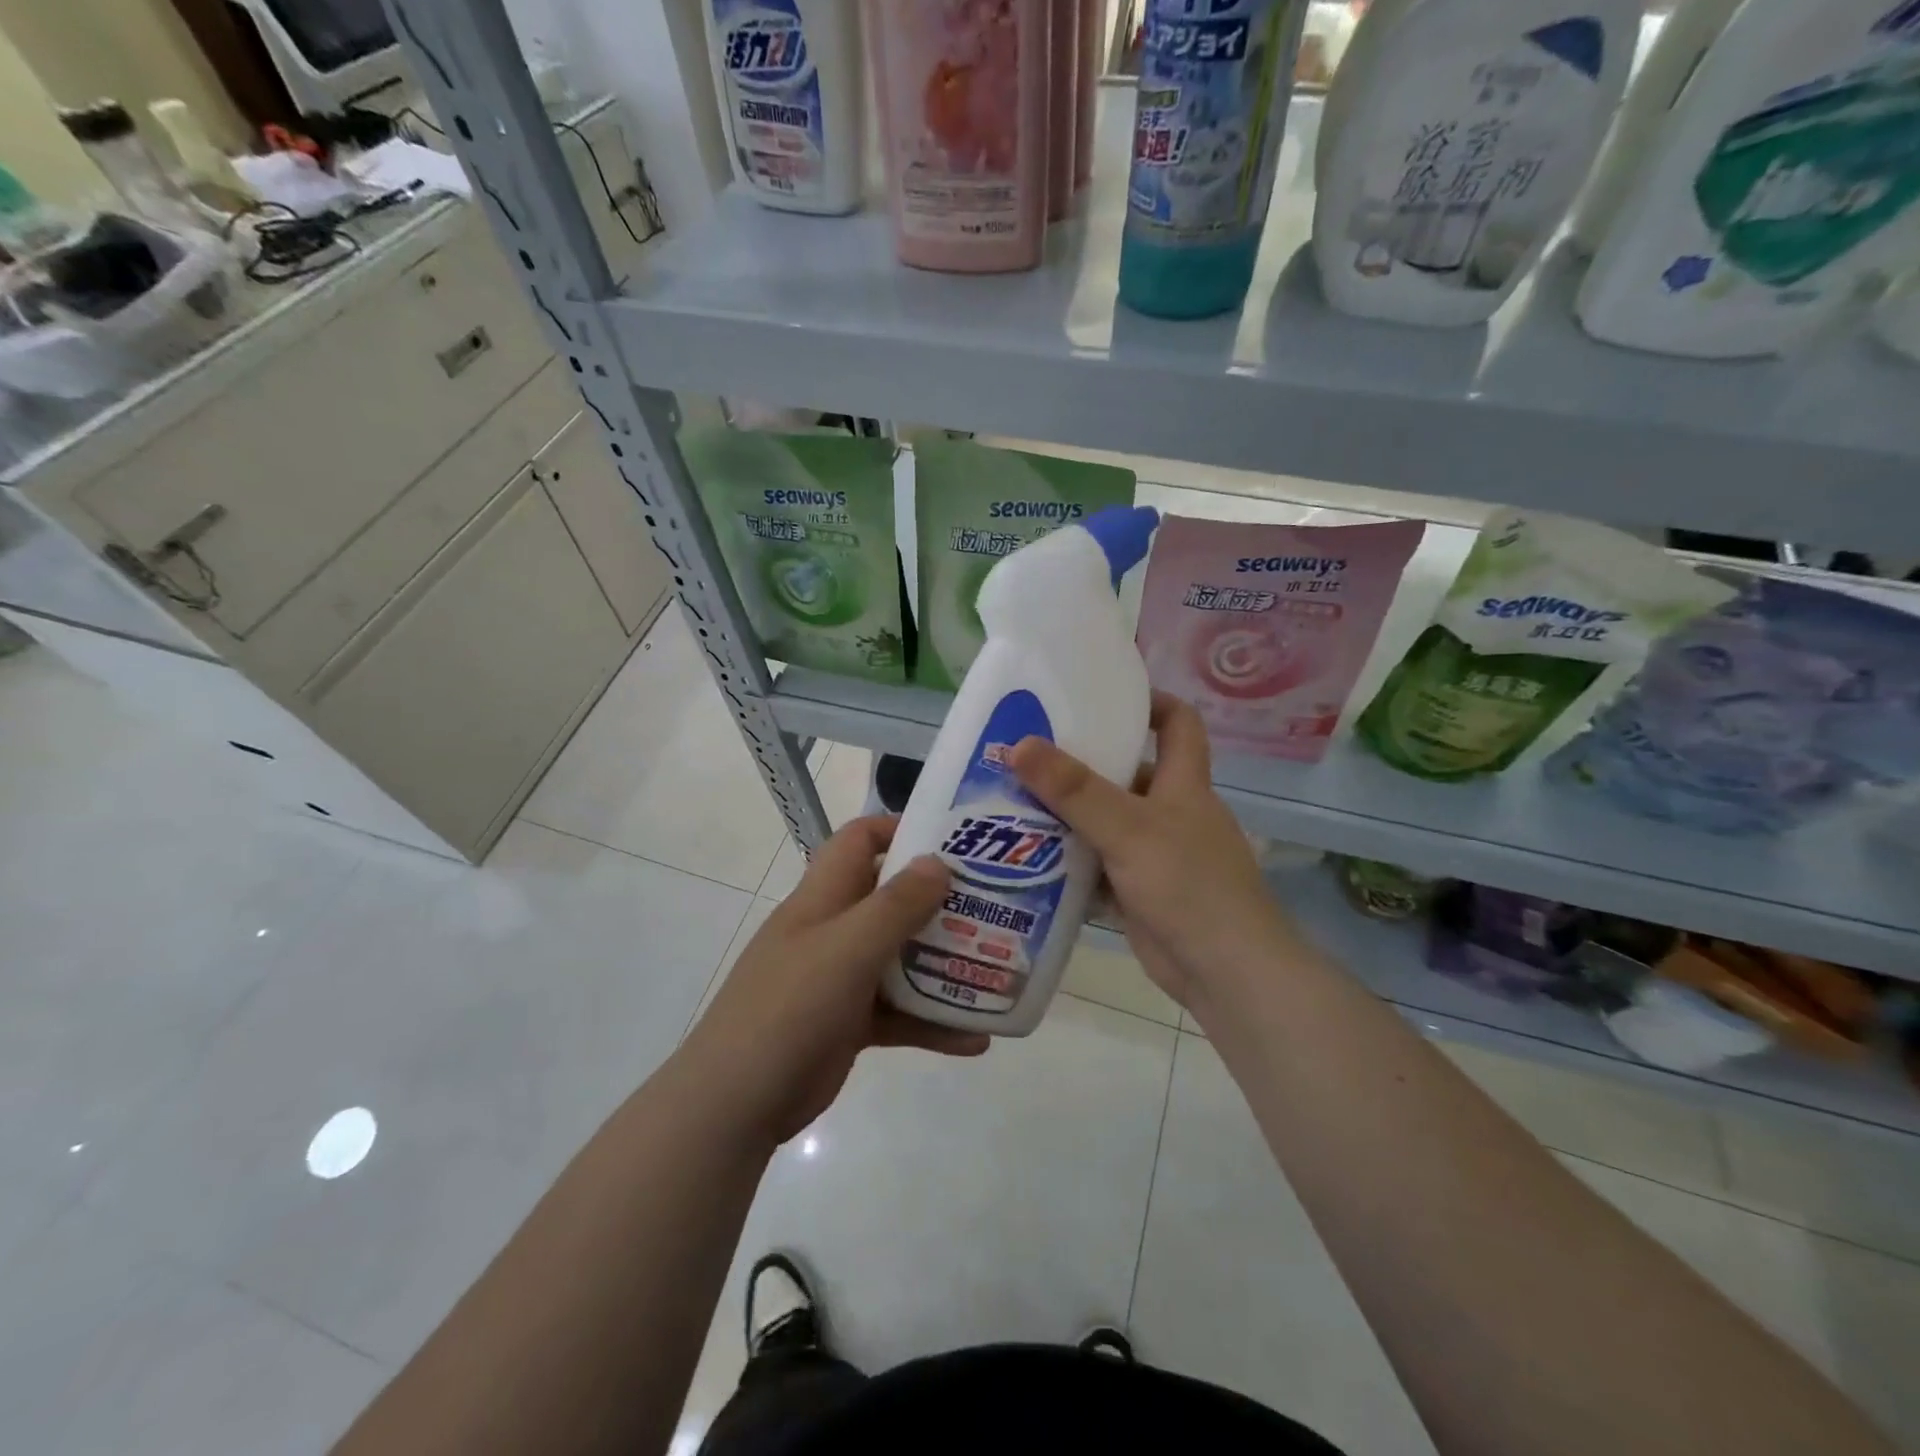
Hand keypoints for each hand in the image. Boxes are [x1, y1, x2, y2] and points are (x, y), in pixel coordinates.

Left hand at [686, 815, 988, 1143]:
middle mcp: (834, 930)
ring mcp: (841, 978)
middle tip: (996, 904)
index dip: (900, 830)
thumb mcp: (847, 948)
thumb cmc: (790, 1006)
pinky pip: (900, 1013)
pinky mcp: (850, 1023)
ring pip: (901, 958)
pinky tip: (977, 1039)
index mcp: (823, 898)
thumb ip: (895, 905)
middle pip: (891, 899)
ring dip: (945, 964)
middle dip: (939, 901)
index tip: (953, 841)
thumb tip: (938, 862)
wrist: (735, 1102)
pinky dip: (934, 1022)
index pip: (859, 841)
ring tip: (999, 967)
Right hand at [1010, 692, 1299, 1020]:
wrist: (1225, 972)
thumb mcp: (1129, 828)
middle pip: (1126, 773)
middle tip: (1026, 755)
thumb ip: (1074, 790)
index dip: (1148, 702)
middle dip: (1081, 764)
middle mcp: (1171, 812)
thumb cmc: (1188, 885)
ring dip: (1067, 816)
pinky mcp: (1138, 891)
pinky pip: (1097, 865)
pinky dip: (1068, 860)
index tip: (1099, 697)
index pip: (1179, 723)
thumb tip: (1019, 744)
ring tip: (1011, 802)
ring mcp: (1155, 854)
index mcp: (1184, 784)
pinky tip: (1026, 858)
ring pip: (1106, 822)